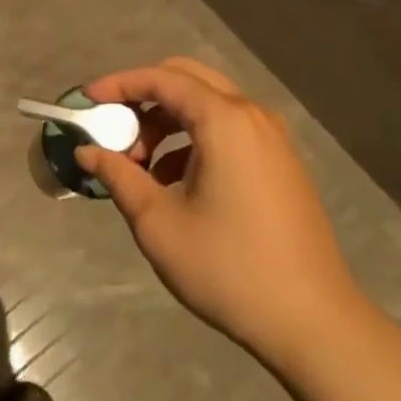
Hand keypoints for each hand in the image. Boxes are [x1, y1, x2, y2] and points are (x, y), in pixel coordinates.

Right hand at [78, 58, 364, 359]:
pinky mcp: (281, 163)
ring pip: (208, 105)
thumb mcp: (158, 223)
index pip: (161, 79)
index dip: (119, 84)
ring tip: (142, 168)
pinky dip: (194, 140)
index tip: (87, 102)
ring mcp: (272, 139)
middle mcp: (252, 116)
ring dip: (168, 122)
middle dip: (144, 98)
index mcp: (224, 120)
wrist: (313, 322)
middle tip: (115, 133)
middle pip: (187, 80)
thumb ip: (118, 176)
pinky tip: (176, 184)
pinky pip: (229, 130)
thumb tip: (87, 151)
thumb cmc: (229, 268)